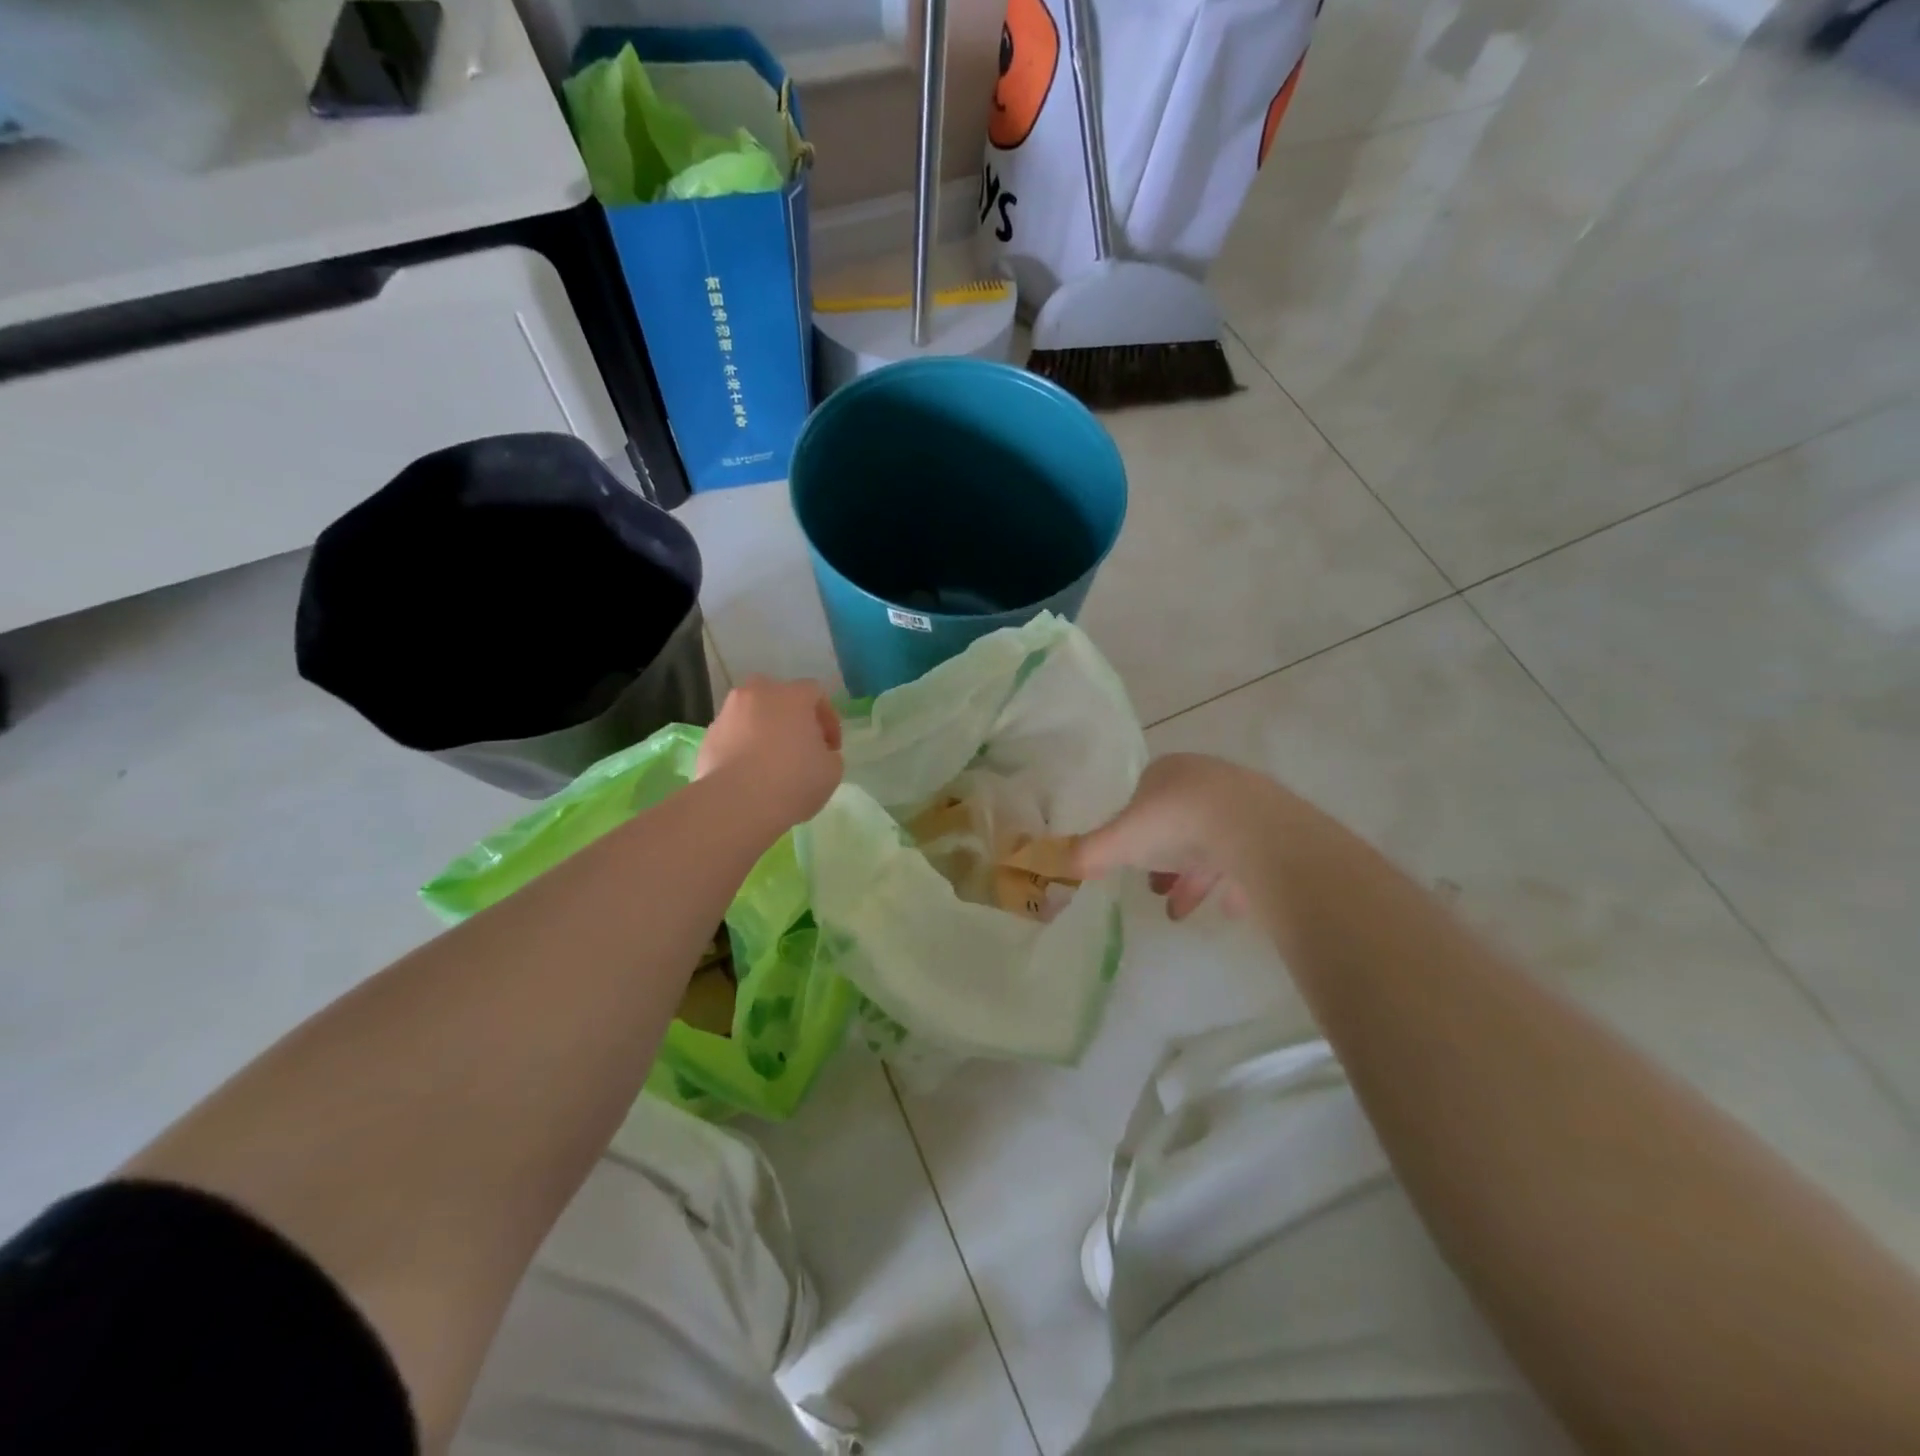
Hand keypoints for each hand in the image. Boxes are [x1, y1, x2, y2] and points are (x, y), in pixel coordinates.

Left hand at [696, 676, 843, 829]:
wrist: (736, 804)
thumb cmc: (793, 781)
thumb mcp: (832, 770)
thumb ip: (829, 753)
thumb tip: (818, 753)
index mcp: (791, 695)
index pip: (816, 694)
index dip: (828, 720)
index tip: (831, 748)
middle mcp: (757, 694)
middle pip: (780, 697)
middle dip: (793, 718)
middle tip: (801, 747)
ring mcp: (728, 714)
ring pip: (753, 715)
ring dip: (765, 731)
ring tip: (772, 763)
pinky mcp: (708, 737)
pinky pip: (734, 735)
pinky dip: (743, 747)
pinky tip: (750, 774)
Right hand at [1074, 754, 1295, 919]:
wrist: (1254, 829)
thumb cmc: (1176, 823)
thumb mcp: (1120, 841)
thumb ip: (1088, 852)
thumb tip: (1055, 862)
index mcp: (1167, 771)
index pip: (1143, 795)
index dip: (1132, 828)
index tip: (1129, 858)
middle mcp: (1205, 780)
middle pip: (1178, 820)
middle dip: (1164, 857)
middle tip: (1154, 888)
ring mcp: (1243, 802)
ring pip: (1212, 840)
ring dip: (1194, 876)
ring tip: (1180, 911)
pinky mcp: (1273, 827)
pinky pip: (1247, 858)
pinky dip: (1234, 882)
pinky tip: (1227, 909)